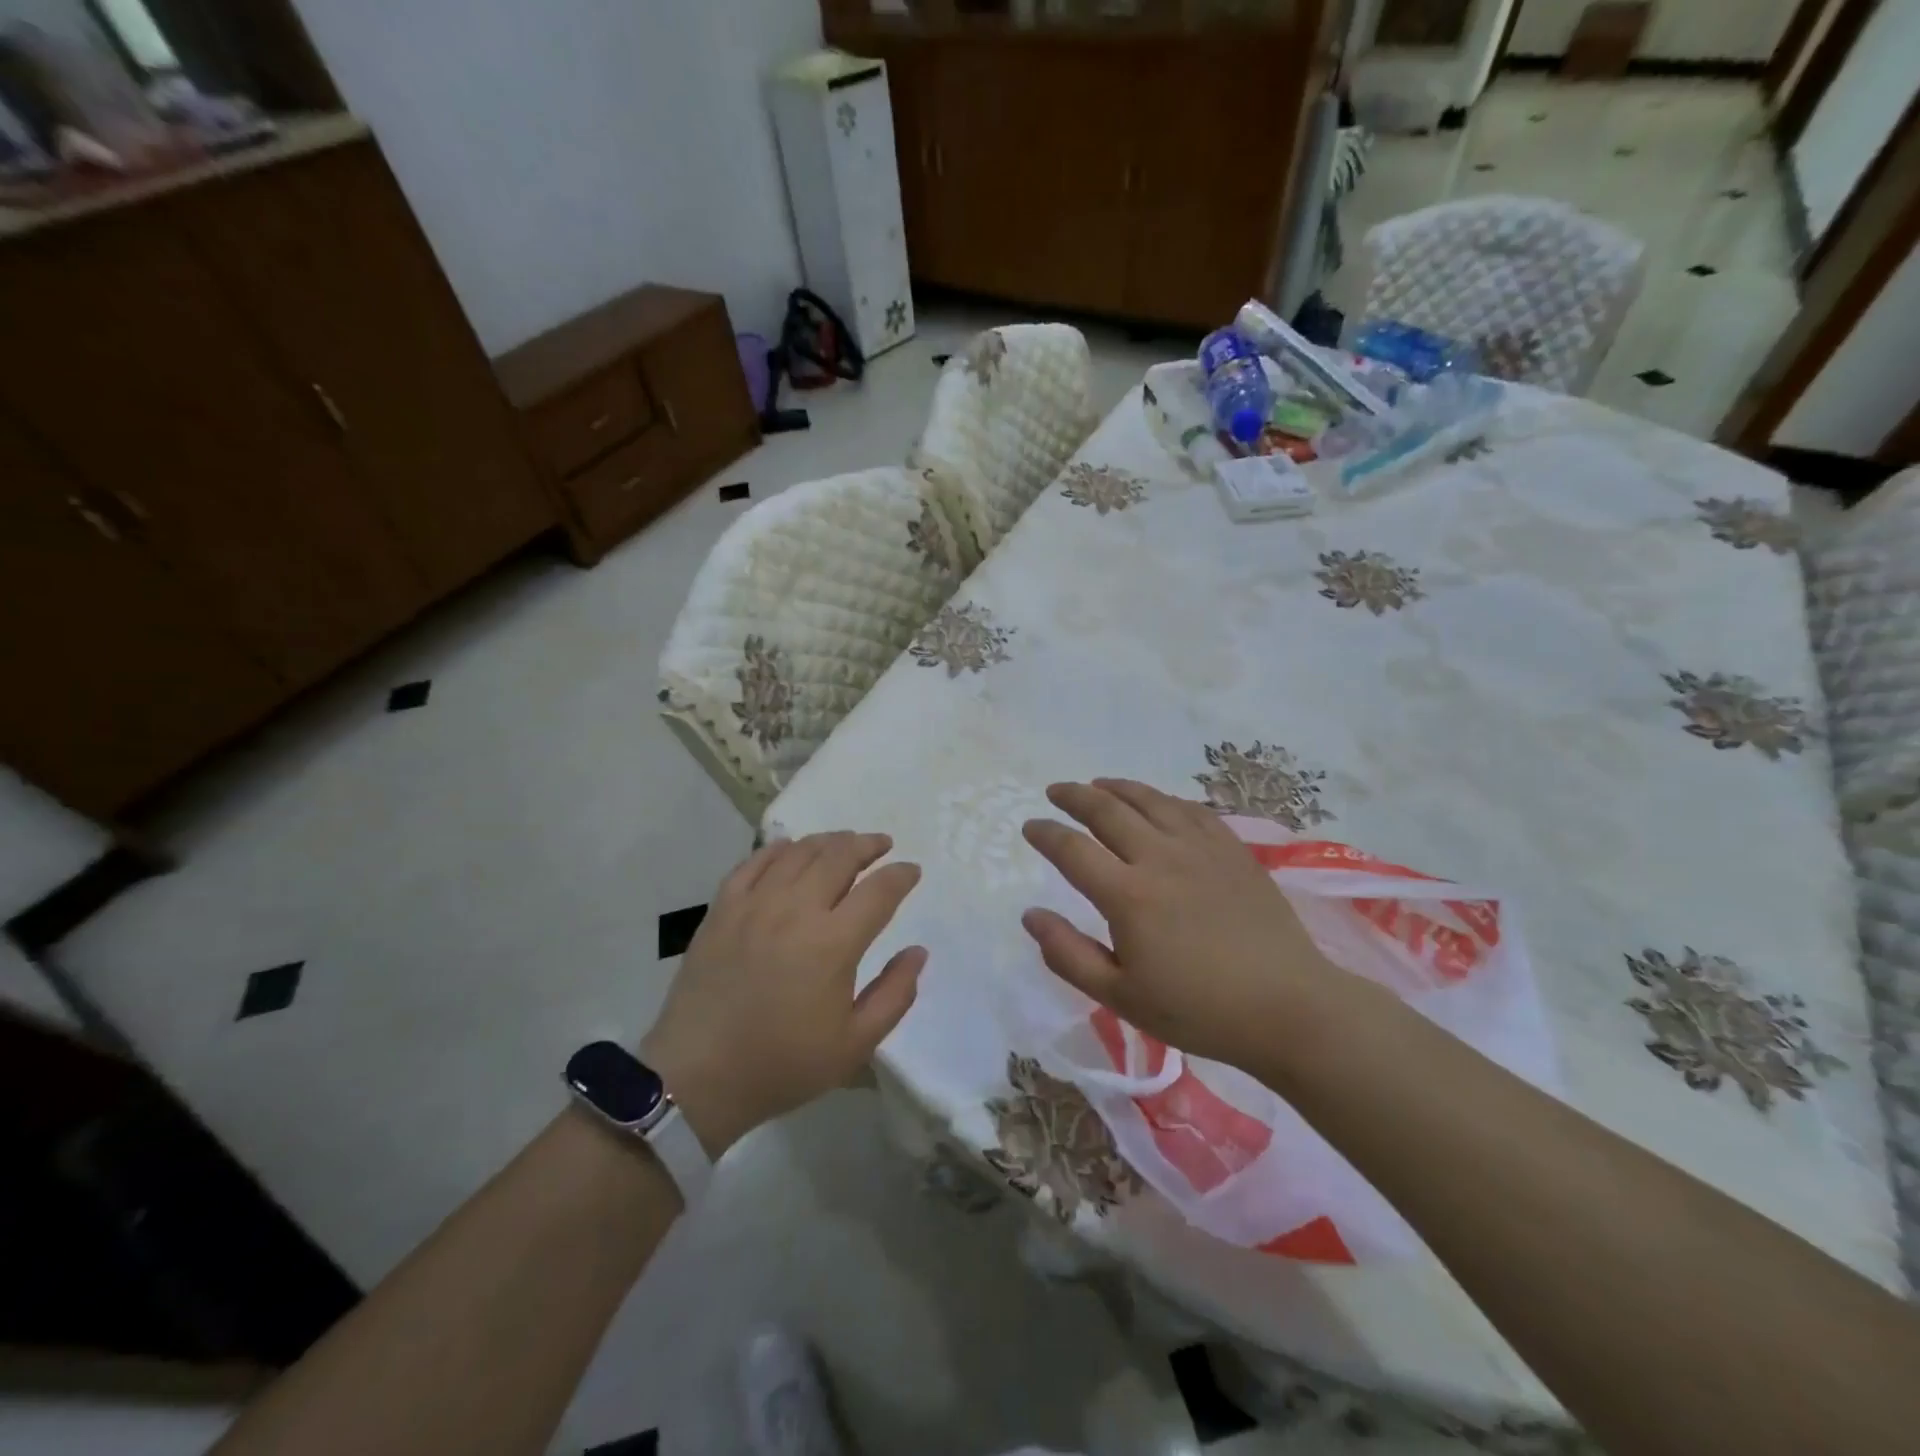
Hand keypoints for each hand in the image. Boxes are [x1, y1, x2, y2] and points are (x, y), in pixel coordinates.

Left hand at [640, 832, 925, 1156]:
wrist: (697, 1077)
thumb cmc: (782, 1064)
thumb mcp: (854, 1045)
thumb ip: (894, 995)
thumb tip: (917, 952)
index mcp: (833, 943)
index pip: (879, 891)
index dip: (901, 876)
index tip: (911, 871)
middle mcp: (795, 910)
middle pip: (839, 857)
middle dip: (867, 845)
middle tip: (882, 845)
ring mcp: (754, 905)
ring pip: (799, 852)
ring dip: (828, 841)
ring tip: (843, 843)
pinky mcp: (722, 909)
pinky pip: (754, 862)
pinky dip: (779, 849)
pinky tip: (790, 848)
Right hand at [1021, 779, 1357, 1070]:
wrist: (1288, 1007)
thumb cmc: (1199, 1010)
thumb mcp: (1121, 997)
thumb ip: (1069, 955)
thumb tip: (1030, 915)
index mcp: (1128, 895)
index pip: (1072, 849)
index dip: (1045, 833)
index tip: (1030, 826)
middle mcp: (1160, 857)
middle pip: (1107, 810)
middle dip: (1074, 796)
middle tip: (1056, 791)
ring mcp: (1201, 848)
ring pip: (1150, 800)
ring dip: (1116, 788)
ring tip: (1098, 784)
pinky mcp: (1233, 849)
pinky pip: (1191, 809)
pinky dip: (1164, 798)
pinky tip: (1157, 802)